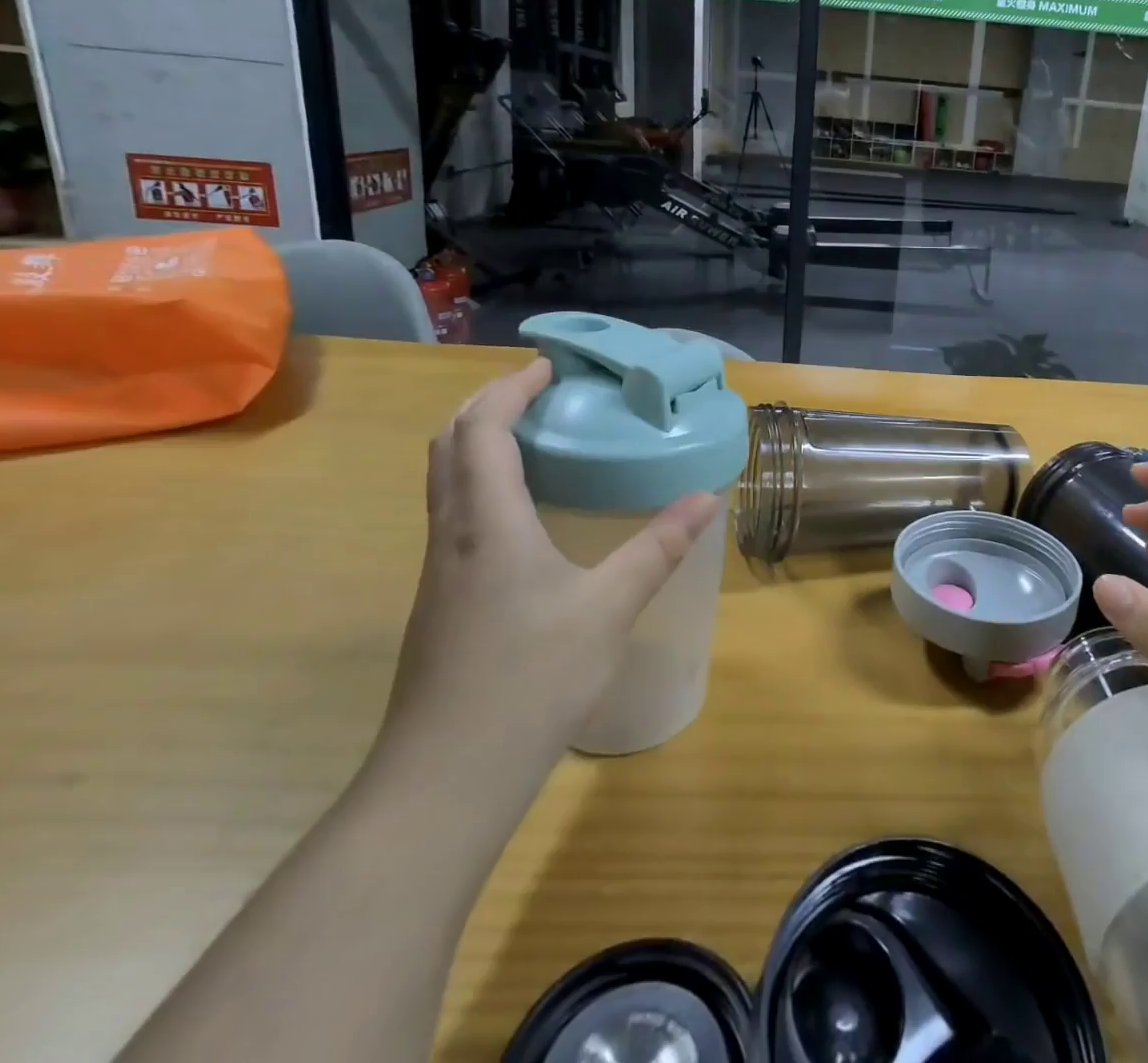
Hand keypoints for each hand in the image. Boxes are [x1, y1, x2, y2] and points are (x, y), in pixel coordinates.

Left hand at [373, 359, 719, 803]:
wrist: (445, 780)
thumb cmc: (529, 680)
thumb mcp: (609, 608)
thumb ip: (658, 548)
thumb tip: (707, 498)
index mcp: (487, 523)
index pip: (482, 429)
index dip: (510, 388)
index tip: (550, 367)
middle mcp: (453, 535)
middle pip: (450, 446)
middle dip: (488, 406)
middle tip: (539, 393)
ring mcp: (440, 572)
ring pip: (446, 483)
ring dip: (480, 445)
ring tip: (536, 441)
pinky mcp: (441, 603)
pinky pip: (455, 517)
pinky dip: (482, 487)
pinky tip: (524, 516)